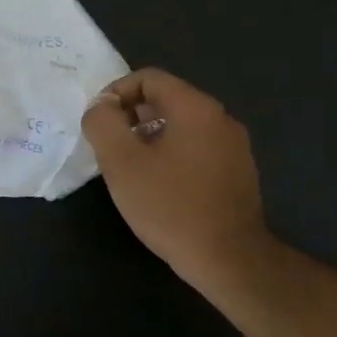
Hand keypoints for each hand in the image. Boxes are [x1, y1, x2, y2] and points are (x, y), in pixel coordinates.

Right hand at [82, 68, 273, 285]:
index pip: (148, 78)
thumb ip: (103, 123)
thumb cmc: (169, 205)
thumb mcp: (121, 162)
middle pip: (165, 99)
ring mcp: (234, 146)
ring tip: (129, 168)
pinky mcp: (237, 171)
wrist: (229, 259)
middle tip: (109, 147)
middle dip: (130, 116)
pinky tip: (158, 185)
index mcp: (195, 108)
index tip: (99, 124)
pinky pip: (195, 147)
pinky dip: (170, 153)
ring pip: (180, 125)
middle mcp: (220, 118)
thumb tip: (101, 107)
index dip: (115, 93)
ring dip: (148, 136)